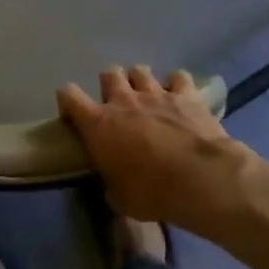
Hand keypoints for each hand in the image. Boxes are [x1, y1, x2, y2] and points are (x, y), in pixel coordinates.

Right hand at [57, 66, 254, 224]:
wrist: (200, 179)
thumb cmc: (151, 191)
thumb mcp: (120, 198)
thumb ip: (111, 184)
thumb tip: (113, 186)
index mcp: (98, 124)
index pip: (69, 95)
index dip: (68, 101)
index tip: (74, 115)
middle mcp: (123, 101)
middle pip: (108, 74)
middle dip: (110, 85)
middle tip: (117, 104)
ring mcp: (156, 94)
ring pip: (140, 70)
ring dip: (140, 81)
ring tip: (147, 97)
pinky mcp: (187, 95)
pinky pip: (178, 77)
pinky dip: (176, 84)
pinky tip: (179, 96)